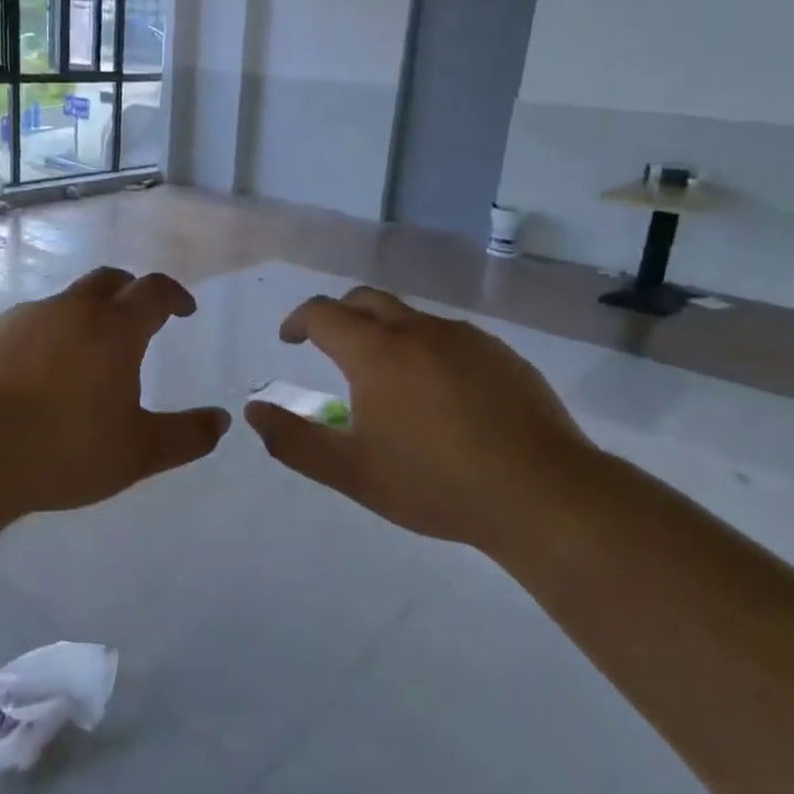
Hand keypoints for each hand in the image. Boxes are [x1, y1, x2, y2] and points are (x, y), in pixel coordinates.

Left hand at [0, 267, 230, 516]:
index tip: (183, 311)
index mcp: (113, 329)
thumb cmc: (64, 451)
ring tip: (82, 360)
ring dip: (82, 319)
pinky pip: (24, 328)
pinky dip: (42, 341)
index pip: (154, 290)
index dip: (174, 295)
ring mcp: (20, 319)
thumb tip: (221, 421)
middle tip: (137, 321)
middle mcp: (68, 310)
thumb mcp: (138, 453)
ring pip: (63, 304)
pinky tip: (33, 380)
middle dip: (129, 293)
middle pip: (108, 281)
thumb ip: (187, 436)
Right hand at [244, 287, 593, 547]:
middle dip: (338, 314)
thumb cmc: (434, 483)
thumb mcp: (351, 472)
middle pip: (365, 300)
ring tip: (383, 374)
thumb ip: (294, 441)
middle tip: (328, 344)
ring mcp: (464, 338)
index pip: (322, 313)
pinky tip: (438, 392)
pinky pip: (448, 337)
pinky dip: (425, 348)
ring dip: (384, 331)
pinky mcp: (500, 353)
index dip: (298, 321)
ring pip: (409, 317)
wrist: (540, 493)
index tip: (289, 339)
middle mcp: (417, 330)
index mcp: (375, 352)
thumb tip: (253, 411)